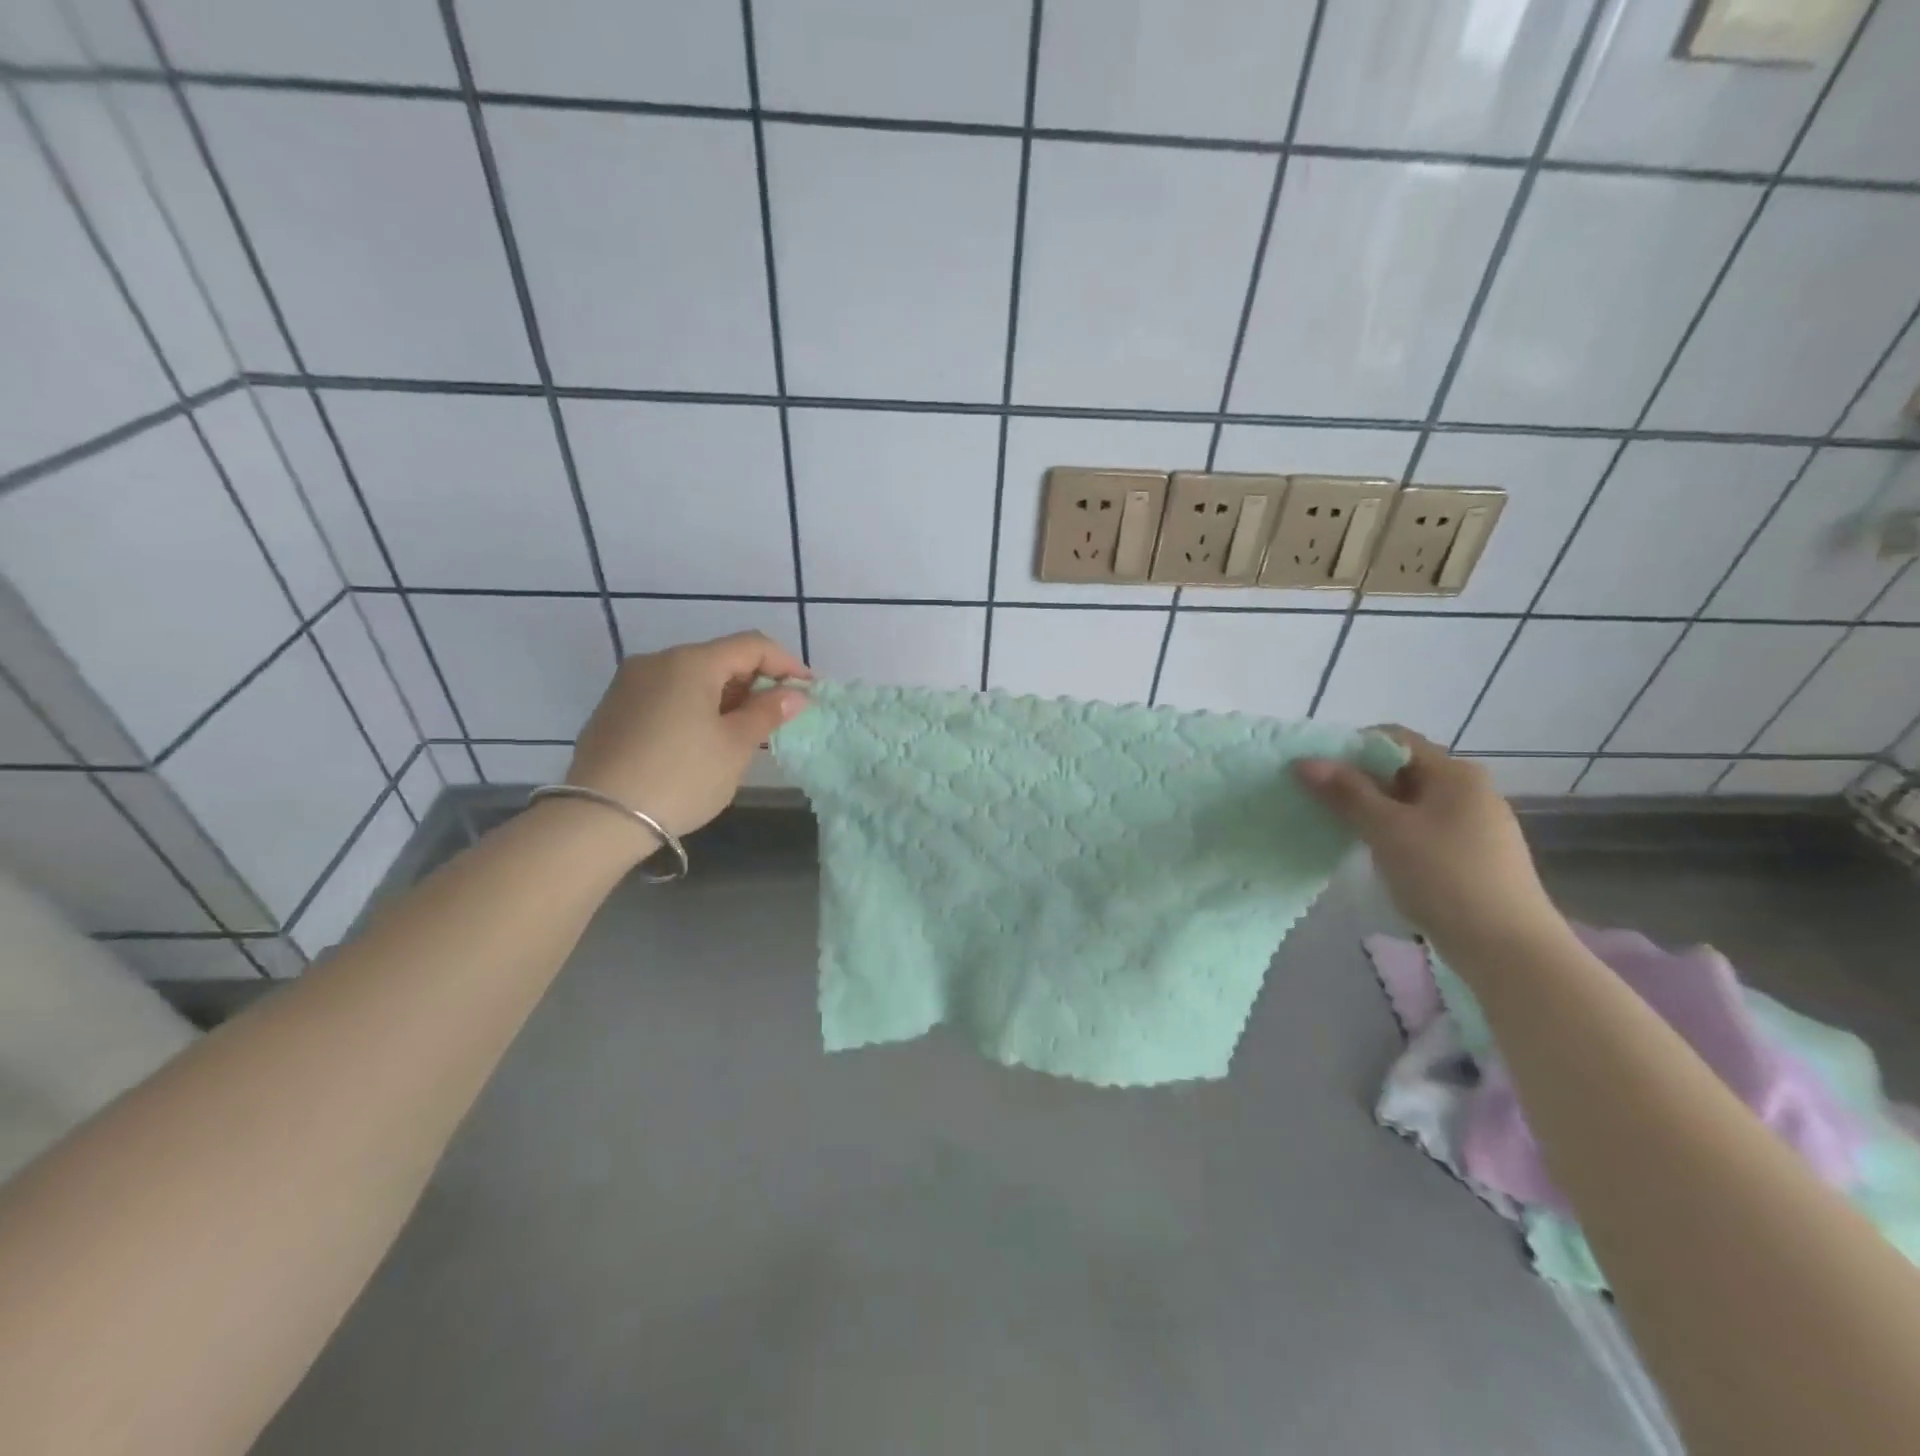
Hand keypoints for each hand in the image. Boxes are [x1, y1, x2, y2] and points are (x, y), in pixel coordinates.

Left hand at [566, 633, 810, 838]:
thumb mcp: (734, 746)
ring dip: (725, 696)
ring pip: (691, 678)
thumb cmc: (681, 776)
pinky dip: (695, 707)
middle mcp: (657, 661)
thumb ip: (767, 713)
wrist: (599, 818)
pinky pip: (667, 695)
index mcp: (691, 662)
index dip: (787, 664)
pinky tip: (702, 740)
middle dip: (755, 682)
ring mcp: (629, 684)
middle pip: (720, 658)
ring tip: (743, 731)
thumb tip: (794, 694)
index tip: (808, 691)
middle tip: (777, 716)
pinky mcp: (613, 709)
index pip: (752, 645)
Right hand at [1294, 726, 1562, 952]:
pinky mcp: (1474, 854)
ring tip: (1342, 829)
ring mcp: (1476, 823)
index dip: (1351, 748)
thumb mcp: (1386, 830)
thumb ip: (1345, 792)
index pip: (1394, 739)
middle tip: (1321, 801)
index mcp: (1454, 772)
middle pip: (1402, 770)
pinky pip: (1424, 828)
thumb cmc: (1443, 876)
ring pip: (1411, 802)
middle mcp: (1469, 789)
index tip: (1317, 771)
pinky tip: (1378, 854)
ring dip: (1374, 809)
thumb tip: (1304, 761)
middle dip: (1359, 781)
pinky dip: (1395, 832)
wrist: (1508, 949)